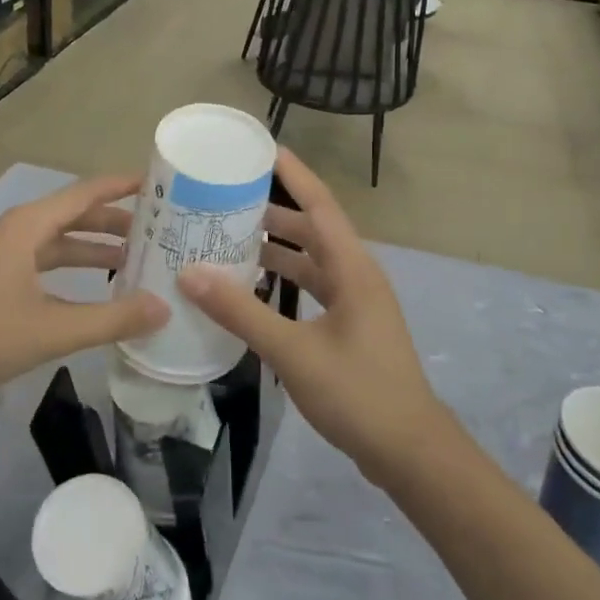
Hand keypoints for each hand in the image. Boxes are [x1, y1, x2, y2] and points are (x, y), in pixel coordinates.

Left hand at [0, 174, 168, 404]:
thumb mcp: (52, 330)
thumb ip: (111, 319)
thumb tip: (164, 308)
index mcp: (28, 226)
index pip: (86, 192)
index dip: (123, 186)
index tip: (160, 183)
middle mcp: (18, 231)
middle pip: (76, 214)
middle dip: (116, 221)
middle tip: (161, 231)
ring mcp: (4, 255)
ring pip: (60, 241)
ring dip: (96, 248)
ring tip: (138, 260)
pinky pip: (46, 262)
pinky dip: (74, 270)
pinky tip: (95, 291)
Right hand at [175, 148, 448, 483]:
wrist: (409, 451)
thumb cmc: (358, 393)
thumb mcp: (294, 351)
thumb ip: (242, 312)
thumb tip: (190, 274)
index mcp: (353, 268)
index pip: (319, 204)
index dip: (293, 174)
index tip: (261, 148)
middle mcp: (357, 275)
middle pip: (313, 229)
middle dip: (273, 211)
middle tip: (227, 198)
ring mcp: (356, 303)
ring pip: (312, 260)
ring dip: (277, 247)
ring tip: (231, 237)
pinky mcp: (351, 326)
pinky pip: (313, 288)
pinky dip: (284, 280)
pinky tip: (253, 288)